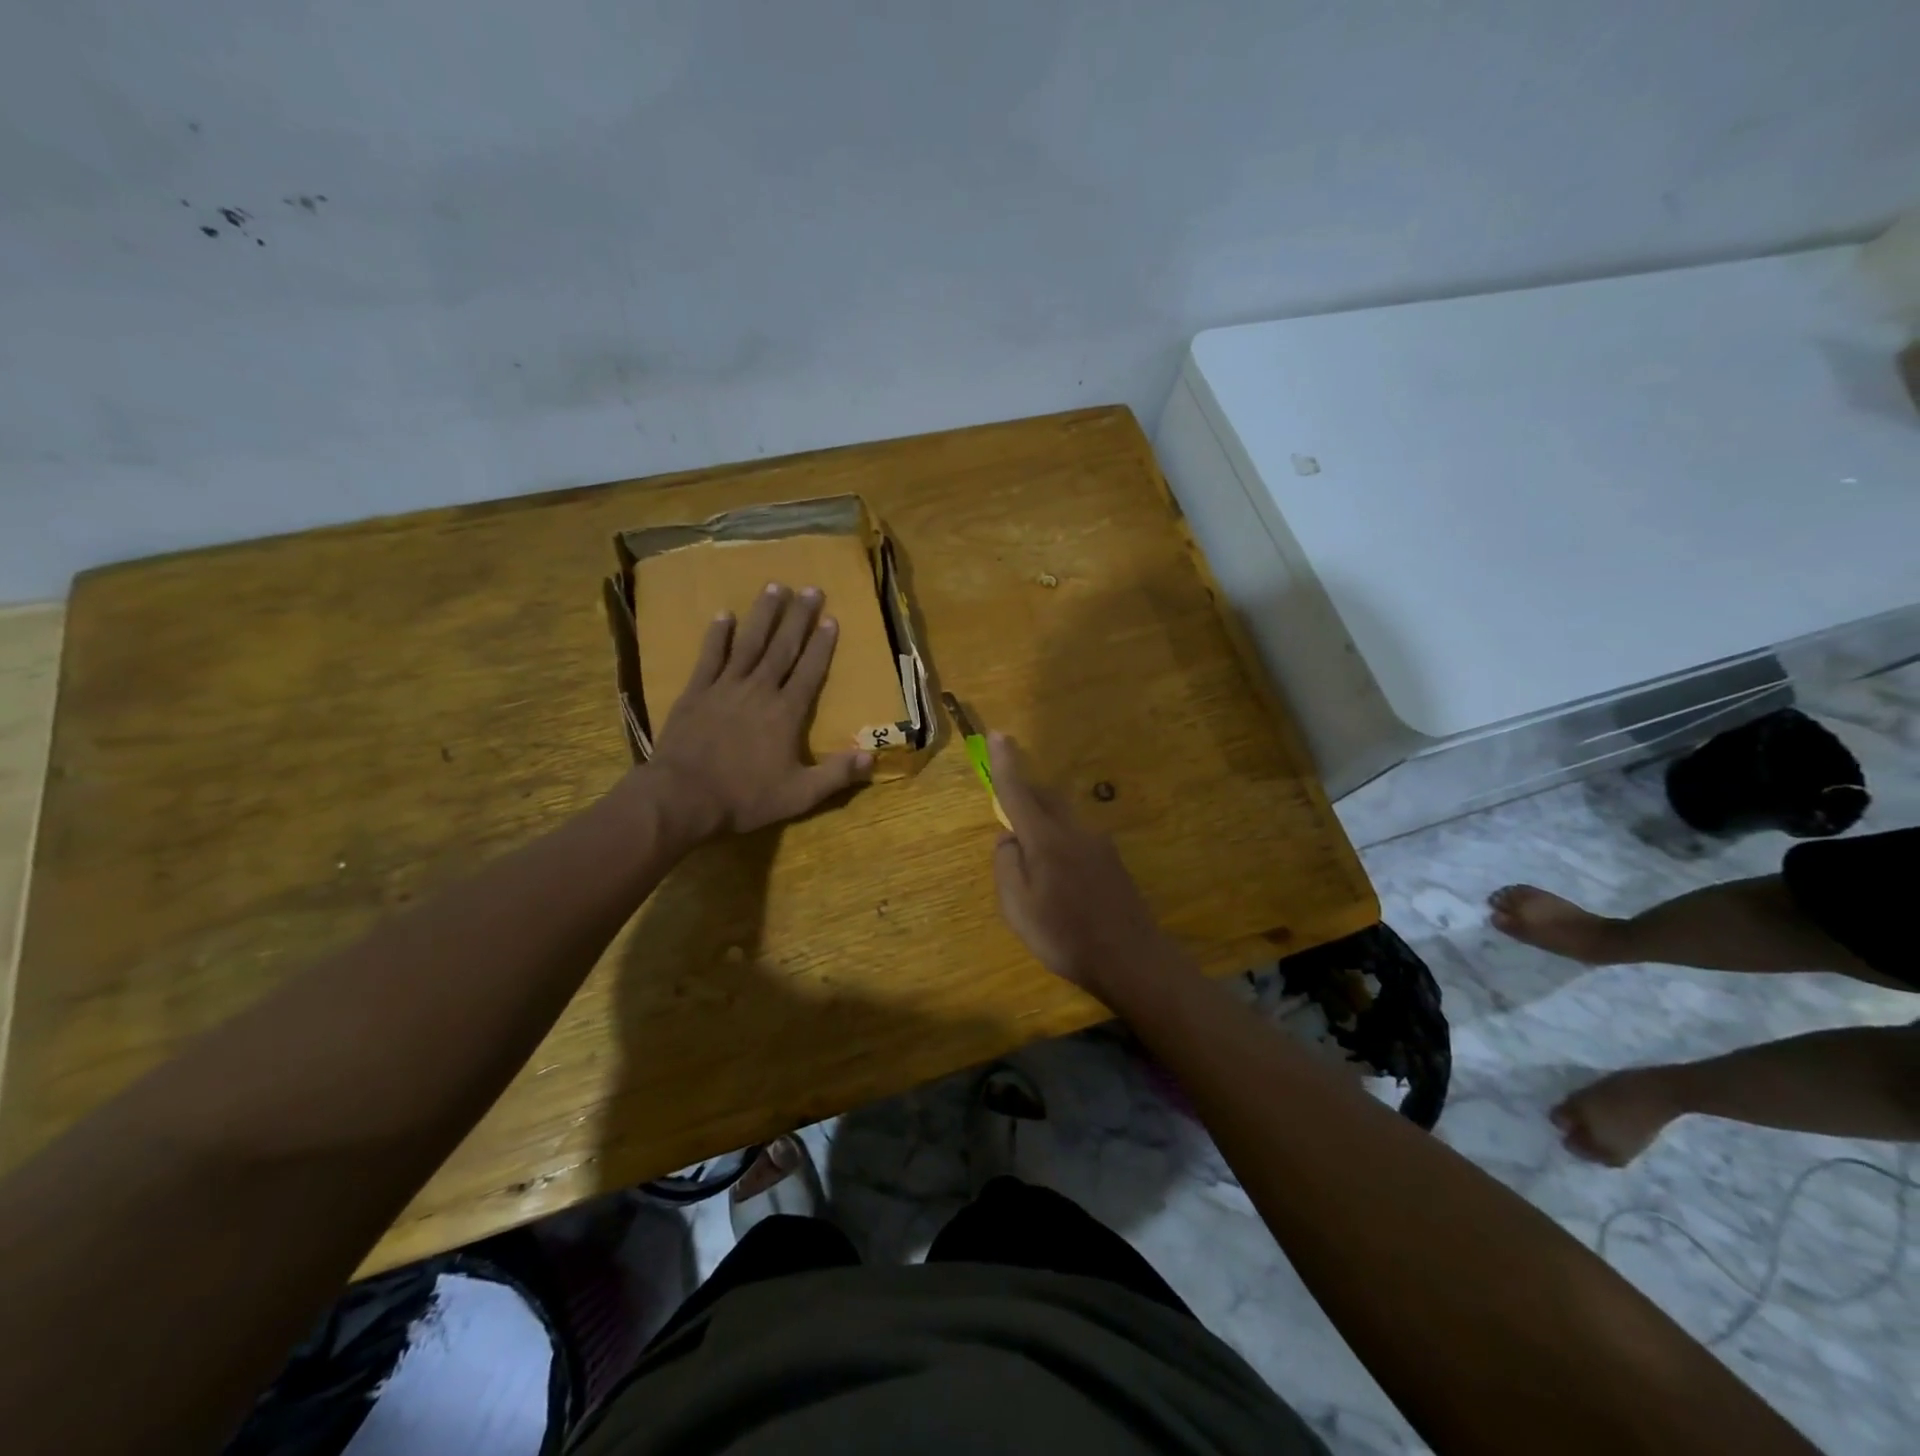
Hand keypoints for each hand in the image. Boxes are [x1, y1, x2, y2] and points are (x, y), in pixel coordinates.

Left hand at [646, 583, 873, 838]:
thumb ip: (836, 775)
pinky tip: (724, 615)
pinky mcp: (696, 693)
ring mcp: (725, 688)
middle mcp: (759, 691)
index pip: (809, 671)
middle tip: (810, 589)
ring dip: (763, 615)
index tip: (831, 618)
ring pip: (749, 644)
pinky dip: (718, 635)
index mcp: (786, 713)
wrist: (682, 797)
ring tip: (774, 587)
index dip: (822, 645)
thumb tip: (873, 757)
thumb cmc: (744, 797)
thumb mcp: (799, 795)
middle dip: (798, 618)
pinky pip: (710, 657)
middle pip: (783, 648)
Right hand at [988, 732, 1183, 999]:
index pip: (1018, 792)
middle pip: (1045, 798)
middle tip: (1007, 799)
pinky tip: (1060, 879)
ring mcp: (1098, 845)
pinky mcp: (1112, 861)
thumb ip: (1006, 866)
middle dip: (1024, 790)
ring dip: (1042, 821)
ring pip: (1062, 819)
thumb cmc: (1065, 936)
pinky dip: (1060, 843)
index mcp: (1046, 840)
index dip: (1005, 763)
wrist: (1132, 959)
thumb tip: (1008, 838)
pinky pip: (1077, 839)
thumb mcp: (1018, 908)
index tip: (998, 734)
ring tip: (1031, 857)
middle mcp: (1074, 831)